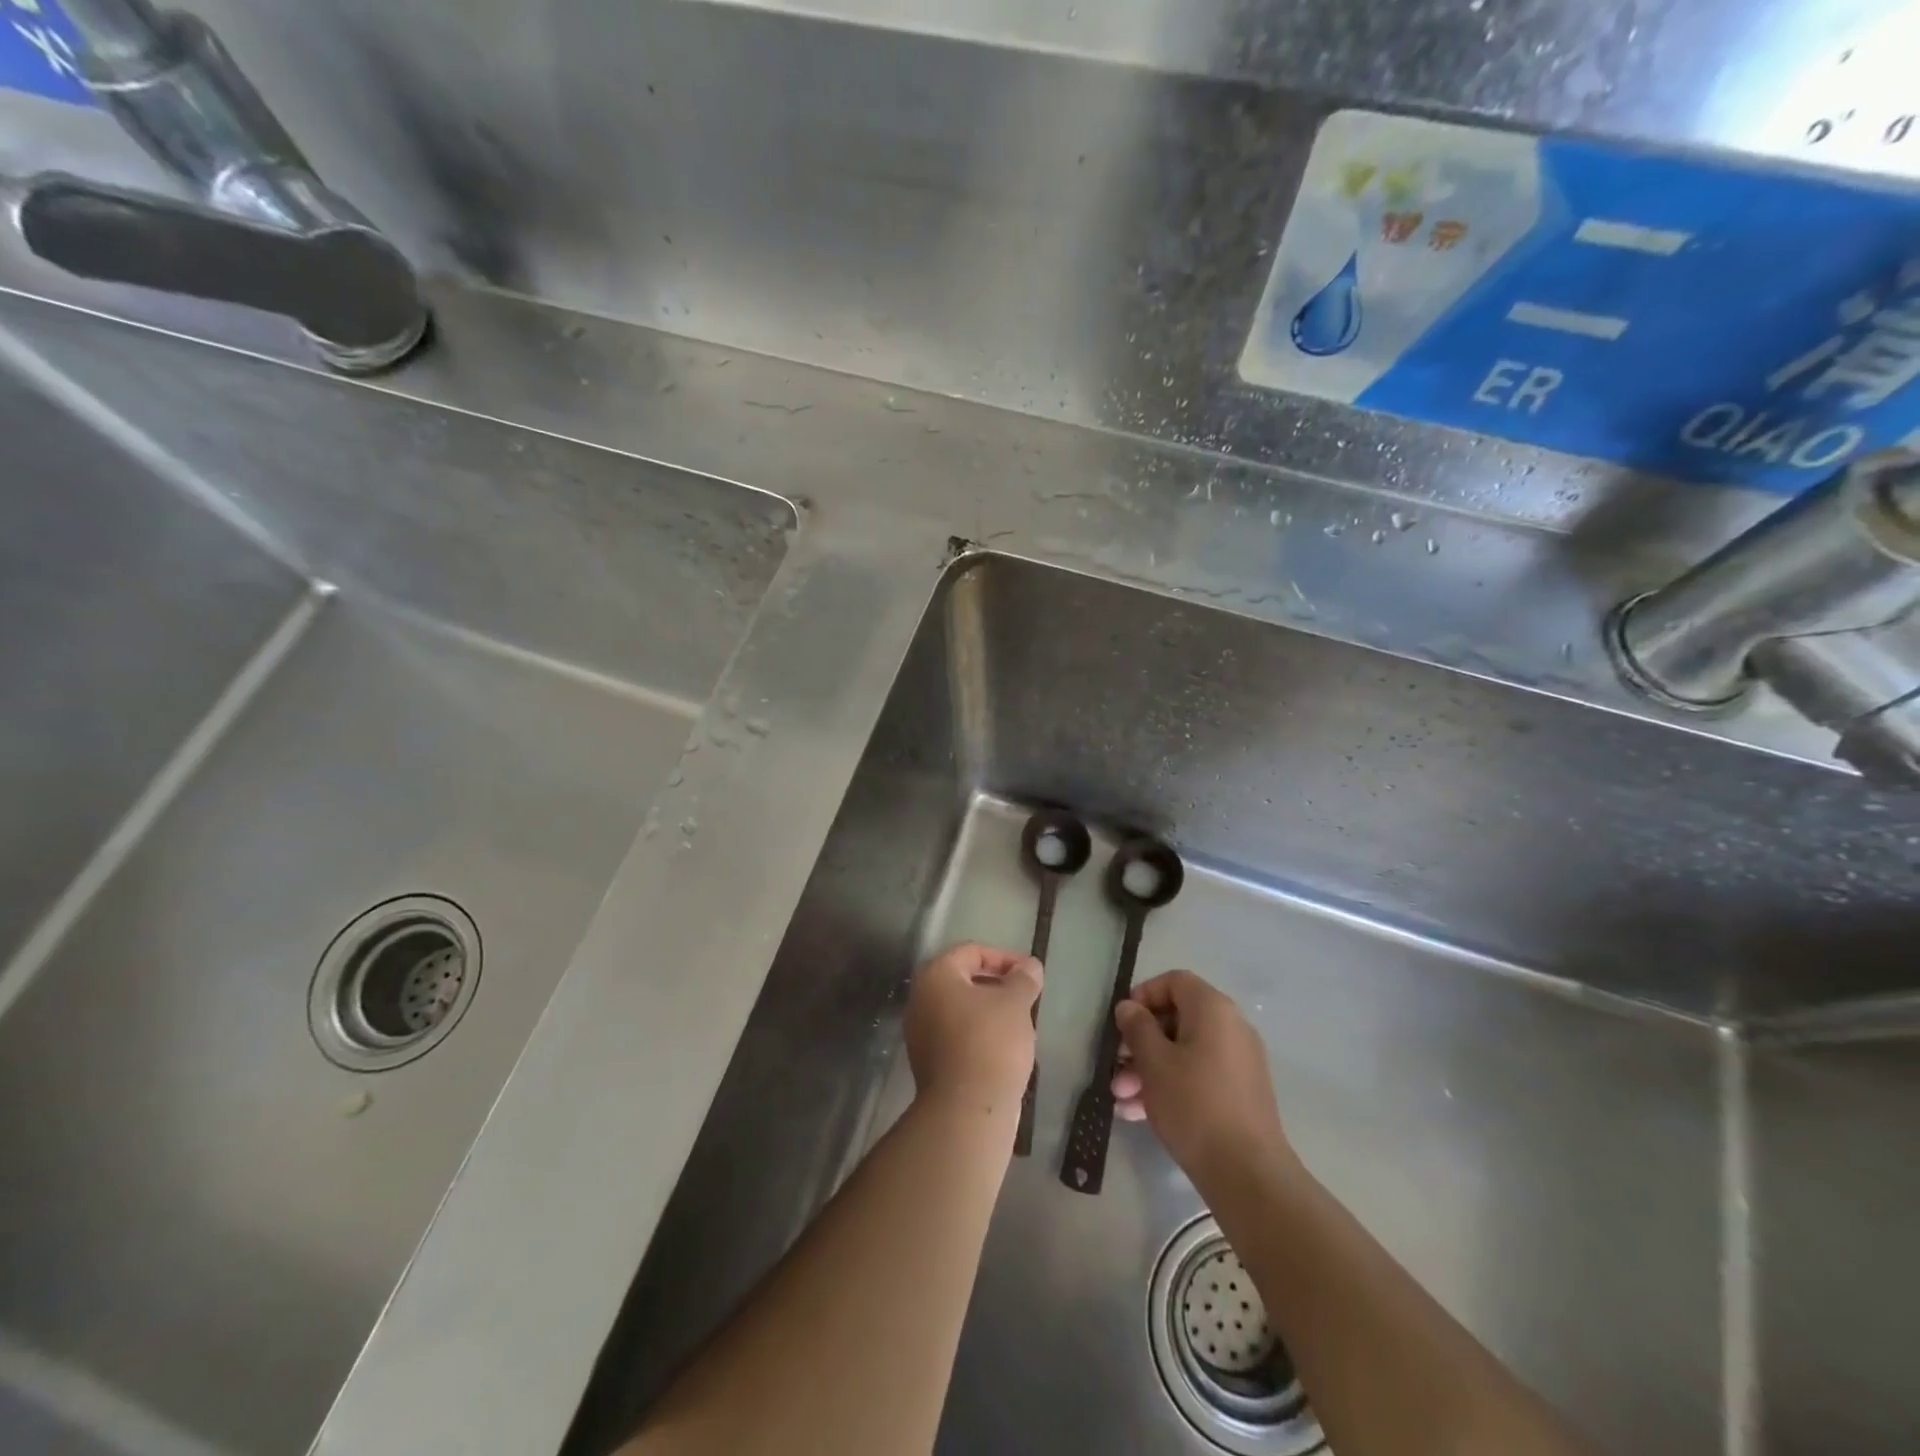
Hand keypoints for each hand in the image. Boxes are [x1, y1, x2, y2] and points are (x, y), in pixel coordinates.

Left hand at [904, 942, 1042, 1115]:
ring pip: (959, 1008)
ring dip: (988, 1009)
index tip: (1029, 973)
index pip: (971, 951)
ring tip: (1019, 1022)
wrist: (967, 1109)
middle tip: (1025, 996)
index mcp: (936, 975)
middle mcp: (920, 998)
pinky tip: (1003, 1047)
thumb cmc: (991, 1042)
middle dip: (996, 983)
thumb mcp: (1015, 1003)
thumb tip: (1029, 966)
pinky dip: (978, 1032)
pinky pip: (955, 1034)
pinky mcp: (927, 1061)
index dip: (1004, 957)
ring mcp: (920, 1031)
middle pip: (962, 978)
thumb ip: (1023, 978)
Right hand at [1111, 970, 1292, 1184]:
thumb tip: (1129, 1007)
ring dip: (1149, 1069)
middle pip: (1176, 1019)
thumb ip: (1137, 1027)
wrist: (1248, 1174)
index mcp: (1213, 1010)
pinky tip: (1139, 1113)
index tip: (1122, 1023)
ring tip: (1121, 1098)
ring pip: (1183, 1052)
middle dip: (1140, 1042)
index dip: (1144, 995)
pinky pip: (1197, 1076)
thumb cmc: (1194, 1105)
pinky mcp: (1239, 1094)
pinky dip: (1170, 1086)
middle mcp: (1231, 1028)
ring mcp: (1238, 1062)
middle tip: (1116, 1066)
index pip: (1175, 981)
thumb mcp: (1154, 1062)